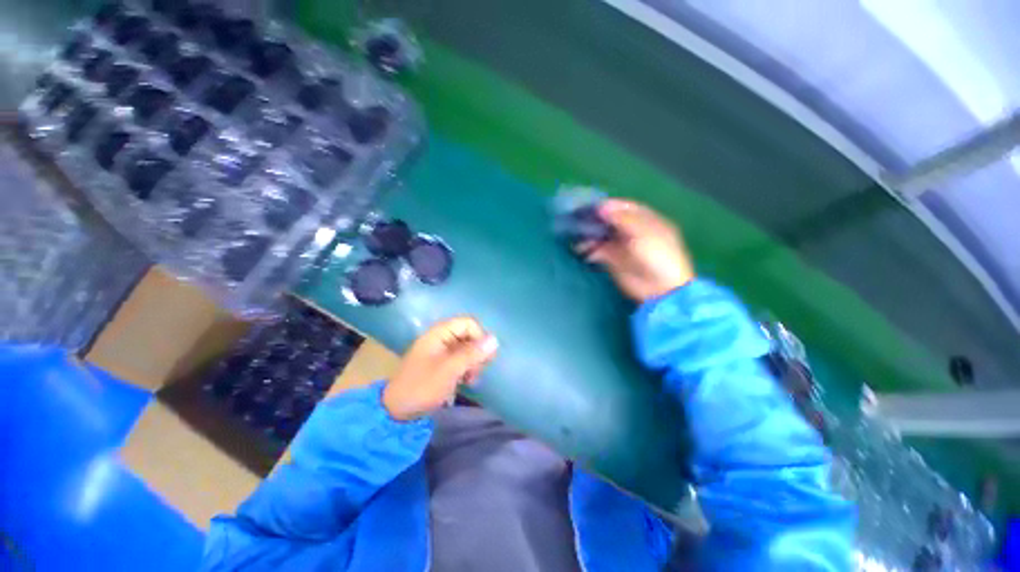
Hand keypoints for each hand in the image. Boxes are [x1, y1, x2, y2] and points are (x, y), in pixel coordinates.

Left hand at [383, 317, 498, 420]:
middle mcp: (441, 338)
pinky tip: (467, 381)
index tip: (484, 356)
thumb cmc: (422, 387)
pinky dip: (466, 368)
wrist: (397, 411)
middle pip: (469, 335)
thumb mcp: (449, 370)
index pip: (468, 323)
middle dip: (477, 352)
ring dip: (473, 362)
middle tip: (477, 370)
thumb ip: (472, 354)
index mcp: (439, 333)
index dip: (479, 336)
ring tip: (471, 379)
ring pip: (467, 348)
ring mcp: (441, 351)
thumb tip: (495, 340)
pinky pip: (461, 359)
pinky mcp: (442, 363)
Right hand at [579, 199, 694, 301]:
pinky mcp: (613, 261)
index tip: (592, 205)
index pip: (625, 208)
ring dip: (590, 234)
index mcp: (646, 221)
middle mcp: (633, 232)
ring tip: (576, 234)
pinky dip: (589, 249)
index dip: (609, 205)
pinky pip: (598, 251)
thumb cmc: (658, 256)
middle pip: (611, 221)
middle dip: (596, 219)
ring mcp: (622, 246)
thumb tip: (602, 207)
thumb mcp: (644, 233)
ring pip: (603, 236)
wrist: (660, 288)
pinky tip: (580, 248)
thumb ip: (623, 219)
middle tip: (579, 218)